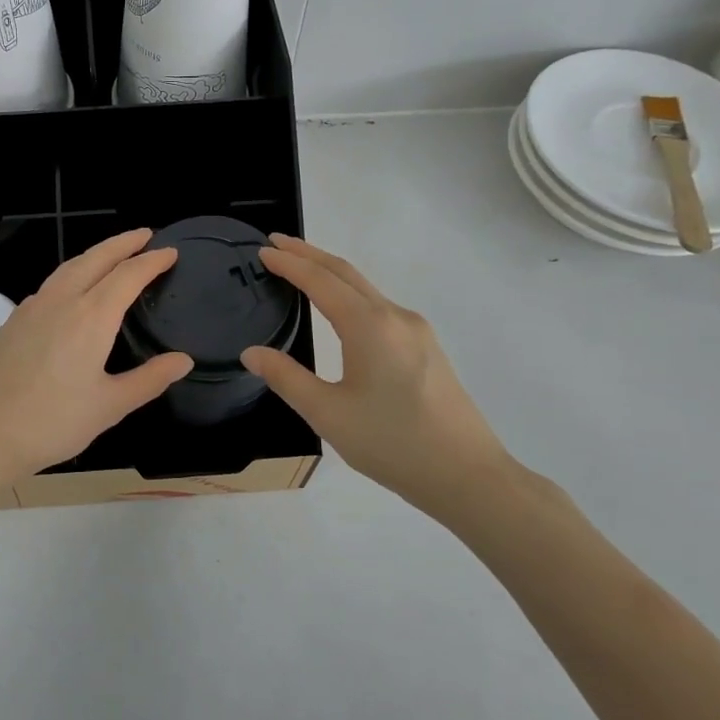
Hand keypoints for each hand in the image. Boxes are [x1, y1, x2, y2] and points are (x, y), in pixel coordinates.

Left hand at [0, 229, 192, 489]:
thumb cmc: (53, 423)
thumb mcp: (110, 406)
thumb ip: (149, 379)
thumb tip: (183, 360)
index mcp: (91, 317)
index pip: (128, 275)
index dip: (152, 261)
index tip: (171, 252)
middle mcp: (61, 302)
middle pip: (96, 258)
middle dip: (123, 243)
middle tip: (145, 235)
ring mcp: (31, 309)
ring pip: (68, 268)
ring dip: (94, 255)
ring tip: (112, 256)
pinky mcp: (11, 322)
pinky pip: (49, 286)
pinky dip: (71, 275)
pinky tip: (72, 292)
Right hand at [241, 235, 515, 513]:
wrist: (467, 475)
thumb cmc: (392, 444)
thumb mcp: (328, 414)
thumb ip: (286, 378)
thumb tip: (252, 353)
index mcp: (369, 326)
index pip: (321, 281)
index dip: (290, 263)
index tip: (264, 250)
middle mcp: (395, 317)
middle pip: (346, 273)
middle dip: (310, 255)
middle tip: (277, 244)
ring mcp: (416, 331)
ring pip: (366, 289)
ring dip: (331, 273)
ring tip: (301, 270)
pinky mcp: (426, 347)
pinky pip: (380, 306)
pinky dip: (351, 294)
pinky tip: (340, 309)